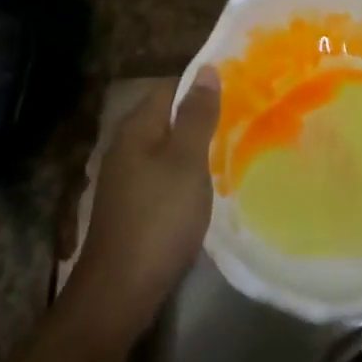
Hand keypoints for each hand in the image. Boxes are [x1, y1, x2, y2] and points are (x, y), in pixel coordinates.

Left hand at [69, 69, 220, 341]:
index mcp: (137, 127)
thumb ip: (197, 115)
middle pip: (167, 117)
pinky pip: (163, 174)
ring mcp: (125, 177)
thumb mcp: (186, 161)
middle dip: (201, 116)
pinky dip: (185, 173)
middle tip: (242, 119)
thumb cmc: (159, 218)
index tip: (238, 89)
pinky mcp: (131, 205)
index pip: (170, 87)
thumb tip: (207, 70)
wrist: (119, 291)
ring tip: (232, 149)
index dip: (202, 85)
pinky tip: (206, 185)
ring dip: (195, 147)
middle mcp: (126, 145)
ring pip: (166, 147)